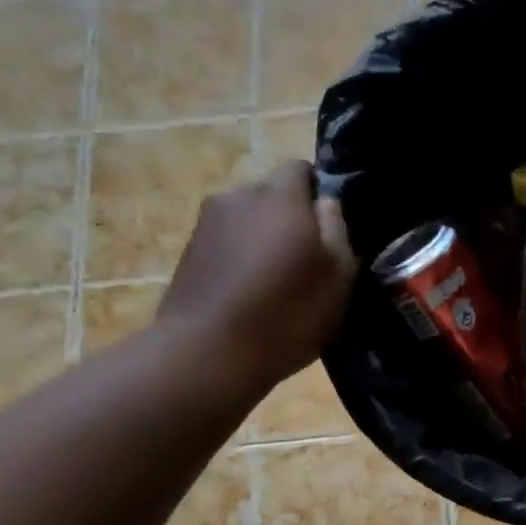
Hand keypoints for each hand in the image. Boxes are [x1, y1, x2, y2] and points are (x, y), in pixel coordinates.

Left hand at [157, 162, 356, 391]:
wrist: (205, 355)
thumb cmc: (286, 313)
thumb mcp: (337, 276)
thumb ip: (337, 230)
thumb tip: (326, 203)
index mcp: (279, 195)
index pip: (301, 169)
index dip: (320, 193)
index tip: (331, 229)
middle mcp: (238, 197)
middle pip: (272, 195)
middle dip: (291, 218)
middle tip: (308, 260)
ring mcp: (206, 224)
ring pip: (248, 220)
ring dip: (263, 240)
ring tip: (277, 282)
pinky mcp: (187, 253)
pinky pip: (226, 244)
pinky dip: (241, 260)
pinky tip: (250, 296)